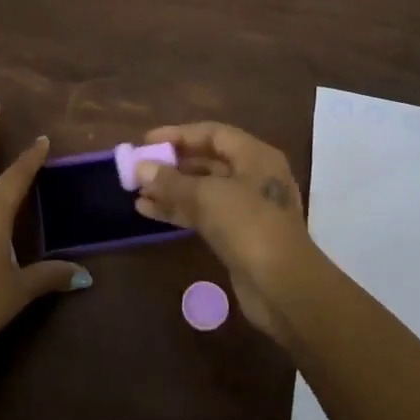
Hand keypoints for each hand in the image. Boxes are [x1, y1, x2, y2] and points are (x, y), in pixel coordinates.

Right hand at [132, 122, 321, 343]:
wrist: (282, 286)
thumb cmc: (248, 226)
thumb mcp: (206, 196)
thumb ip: (171, 180)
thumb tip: (140, 167)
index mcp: (255, 156)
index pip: (212, 133)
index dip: (178, 135)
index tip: (147, 141)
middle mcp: (254, 176)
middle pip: (208, 161)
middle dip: (172, 164)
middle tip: (139, 168)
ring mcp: (247, 207)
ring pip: (203, 190)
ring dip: (171, 190)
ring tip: (137, 193)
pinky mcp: (239, 235)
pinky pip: (204, 213)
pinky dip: (179, 210)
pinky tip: (149, 212)